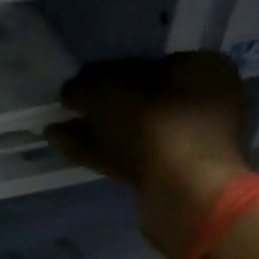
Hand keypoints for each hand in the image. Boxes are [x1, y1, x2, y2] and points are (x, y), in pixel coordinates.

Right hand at [45, 53, 250, 256]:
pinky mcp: (173, 176)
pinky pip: (130, 156)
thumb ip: (85, 87)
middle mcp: (203, 102)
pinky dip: (99, 151)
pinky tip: (64, 146)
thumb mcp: (109, 94)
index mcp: (202, 69)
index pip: (146, 64)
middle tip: (66, 109)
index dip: (106, 73)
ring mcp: (189, 143)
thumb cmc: (156, 127)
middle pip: (139, 101)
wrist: (186, 194)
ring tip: (55, 130)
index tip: (77, 85)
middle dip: (98, 107)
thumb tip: (70, 91)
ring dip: (94, 131)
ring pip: (132, 131)